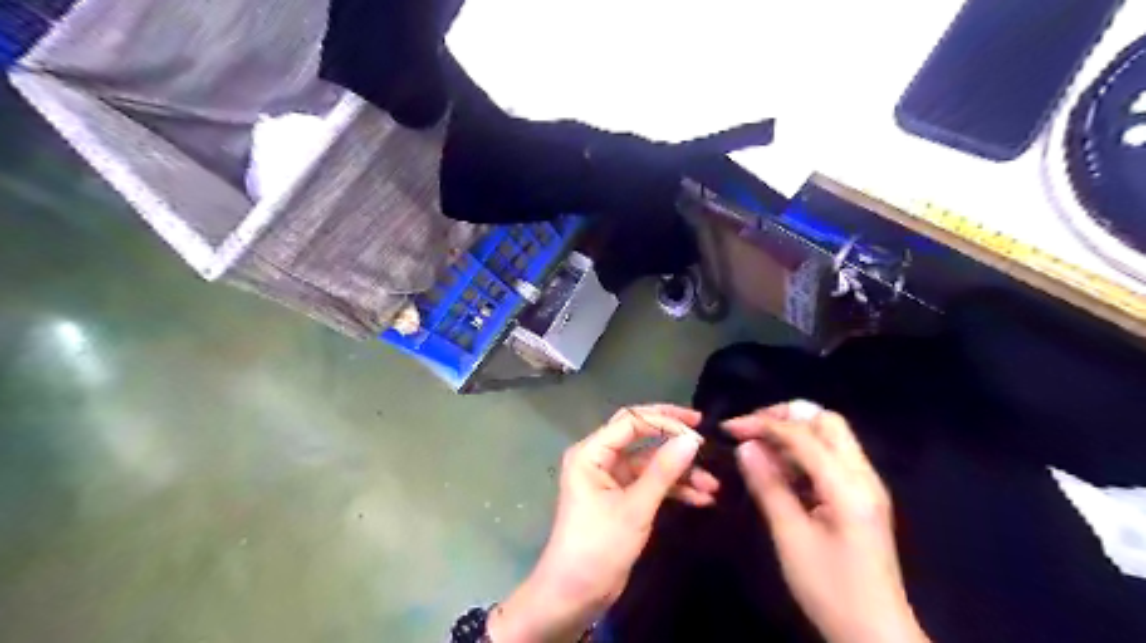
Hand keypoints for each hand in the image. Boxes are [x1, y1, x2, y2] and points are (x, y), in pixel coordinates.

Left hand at [489, 405, 713, 638]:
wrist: (573, 597)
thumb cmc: (598, 547)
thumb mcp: (634, 508)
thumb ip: (663, 471)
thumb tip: (692, 439)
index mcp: (591, 453)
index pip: (631, 421)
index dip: (664, 421)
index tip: (698, 430)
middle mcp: (598, 459)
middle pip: (640, 436)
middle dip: (672, 438)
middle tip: (705, 439)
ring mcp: (610, 479)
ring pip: (649, 463)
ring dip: (678, 472)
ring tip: (713, 485)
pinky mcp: (620, 498)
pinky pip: (649, 483)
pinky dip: (672, 489)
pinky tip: (700, 498)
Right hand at [725, 403, 928, 642]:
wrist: (878, 635)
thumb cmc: (831, 591)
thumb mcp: (791, 538)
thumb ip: (769, 486)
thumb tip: (745, 447)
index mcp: (848, 486)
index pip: (803, 436)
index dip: (763, 424)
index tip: (729, 428)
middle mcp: (863, 476)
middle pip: (826, 422)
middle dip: (784, 416)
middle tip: (750, 429)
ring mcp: (865, 485)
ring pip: (830, 436)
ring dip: (793, 432)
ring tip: (758, 446)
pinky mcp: (860, 496)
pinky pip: (831, 457)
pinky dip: (803, 451)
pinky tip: (779, 468)